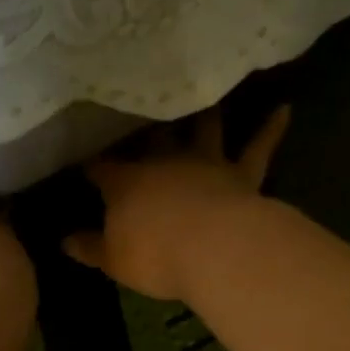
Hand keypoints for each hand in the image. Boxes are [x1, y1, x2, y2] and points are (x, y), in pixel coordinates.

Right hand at [65, 106, 290, 300]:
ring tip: (207, 90)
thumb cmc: (155, 256)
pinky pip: (258, 148)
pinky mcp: (242, 174)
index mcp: (126, 182)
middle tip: (141, 105)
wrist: (214, 250)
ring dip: (206, 111)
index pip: (102, 167)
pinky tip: (285, 109)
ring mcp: (206, 163)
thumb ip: (91, 248)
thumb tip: (64, 241)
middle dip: (144, 125)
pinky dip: (271, 128)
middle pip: (152, 138)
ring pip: (205, 129)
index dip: (93, 164)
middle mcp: (165, 162)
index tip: (84, 159)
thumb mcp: (114, 260)